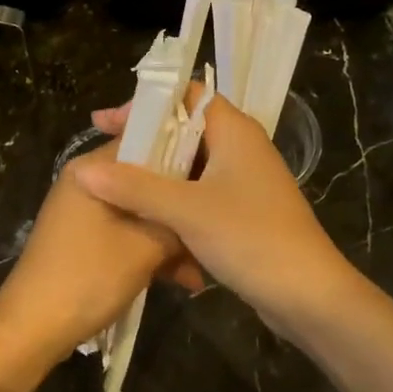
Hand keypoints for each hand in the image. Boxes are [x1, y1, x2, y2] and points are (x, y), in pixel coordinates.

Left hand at [0, 144, 190, 385]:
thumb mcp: (144, 249)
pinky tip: (181, 280)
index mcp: (93, 169)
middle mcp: (88, 181)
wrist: (32, 329)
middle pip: (146, 181)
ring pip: (140, 211)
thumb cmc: (87, 277)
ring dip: (170, 238)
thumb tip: (203, 215)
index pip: (148, 141)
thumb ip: (177, 223)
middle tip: (213, 232)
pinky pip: (127, 233)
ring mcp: (85, 211)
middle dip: (180, 209)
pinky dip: (150, 252)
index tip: (216, 177)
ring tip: (201, 270)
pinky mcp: (86, 238)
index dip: (186, 156)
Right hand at [73, 90, 362, 341]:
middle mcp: (241, 145)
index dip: (145, 105)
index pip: (185, 95)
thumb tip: (83, 170)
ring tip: (116, 182)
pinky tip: (146, 211)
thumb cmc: (251, 239)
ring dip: (156, 169)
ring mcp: (244, 178)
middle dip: (144, 139)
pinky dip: (173, 194)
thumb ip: (134, 187)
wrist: (309, 296)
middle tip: (104, 153)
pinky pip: (199, 188)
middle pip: (185, 127)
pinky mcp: (243, 208)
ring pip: (190, 162)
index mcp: (234, 130)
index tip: (107, 124)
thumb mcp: (187, 211)